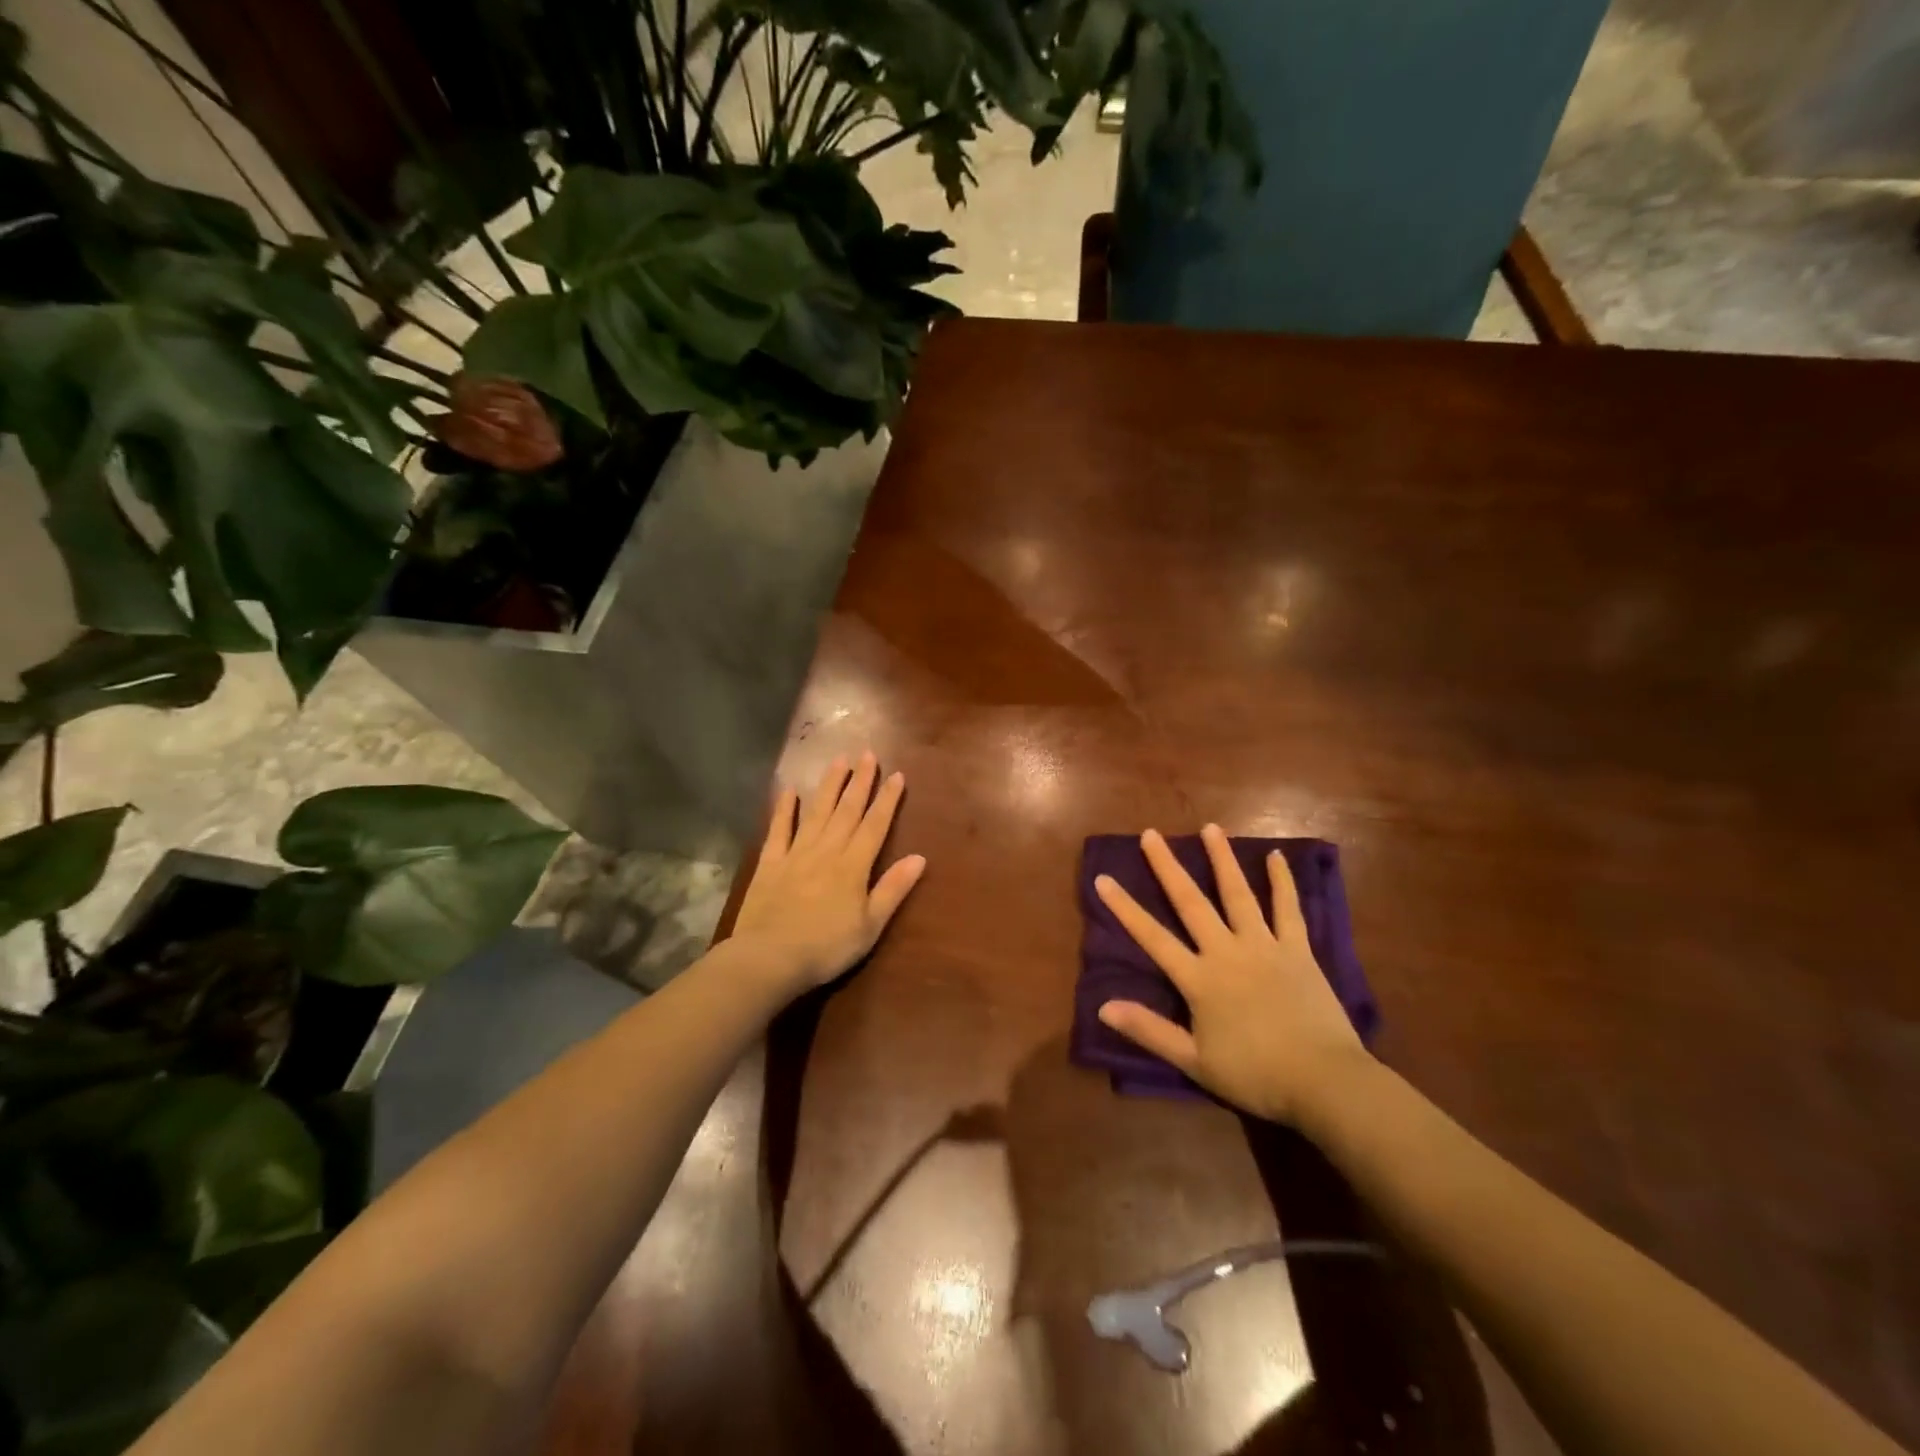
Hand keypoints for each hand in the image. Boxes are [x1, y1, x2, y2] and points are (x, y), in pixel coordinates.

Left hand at [732, 752, 926, 992]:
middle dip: (860, 782)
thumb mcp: (870, 925)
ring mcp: (796, 854)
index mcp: (853, 866)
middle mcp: (827, 851)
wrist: (769, 958)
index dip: (887, 800)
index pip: (875, 825)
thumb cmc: (827, 947)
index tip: (897, 775)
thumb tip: (919, 857)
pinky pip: (778, 830)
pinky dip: (784, 809)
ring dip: (829, 786)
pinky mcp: (770, 863)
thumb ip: (893, 889)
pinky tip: (789, 791)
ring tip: (838, 760)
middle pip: (847, 811)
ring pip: (817, 812)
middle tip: (868, 754)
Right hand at [1095, 825, 1369, 1124]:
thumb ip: (1149, 1030)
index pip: (1153, 938)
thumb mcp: (1194, 1061)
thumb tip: (1103, 1007)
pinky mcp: (1298, 950)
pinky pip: (1288, 910)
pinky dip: (1282, 882)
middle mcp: (1227, 952)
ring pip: (1238, 894)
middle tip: (1151, 834)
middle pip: (1191, 902)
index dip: (1125, 909)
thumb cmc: (1255, 1075)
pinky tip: (1276, 857)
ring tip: (1210, 828)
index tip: (1103, 879)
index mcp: (1199, 979)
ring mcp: (1264, 946)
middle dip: (1167, 867)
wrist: (1324, 1081)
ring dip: (1222, 860)